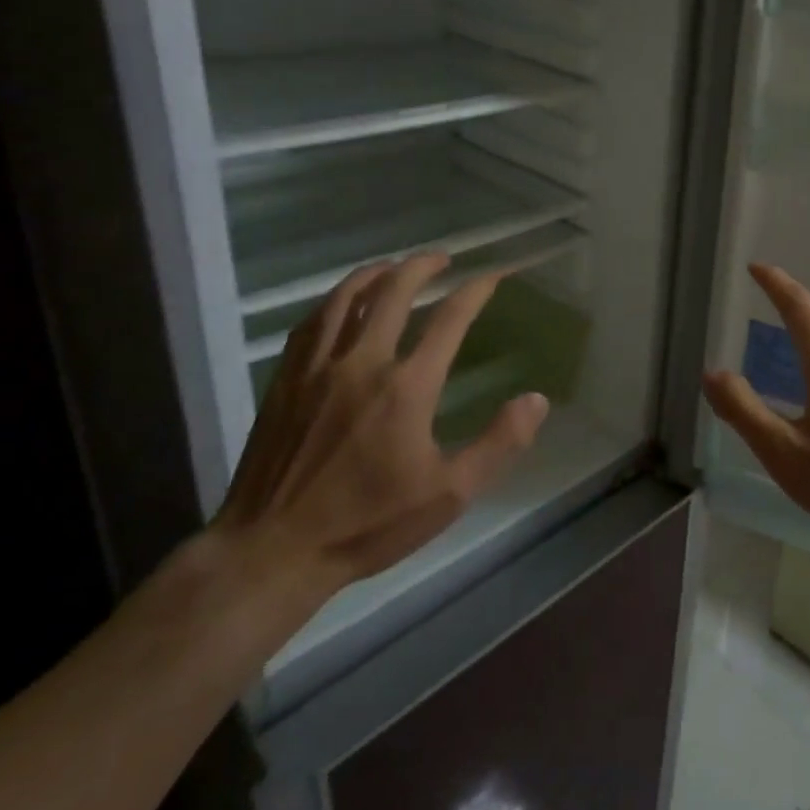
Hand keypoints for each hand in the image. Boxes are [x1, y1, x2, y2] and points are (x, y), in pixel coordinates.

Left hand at [213, 253, 547, 601]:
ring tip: (394, 266)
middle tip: (441, 258)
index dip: (476, 290)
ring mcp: (317, 368)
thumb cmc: (367, 525)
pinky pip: (312, 322)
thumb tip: (536, 400)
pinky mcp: (285, 380)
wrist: (273, 551)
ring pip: (347, 298)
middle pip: (394, 291)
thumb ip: (499, 444)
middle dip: (422, 266)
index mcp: (407, 387)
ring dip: (376, 273)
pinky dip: (334, 300)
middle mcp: (362, 363)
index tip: (493, 275)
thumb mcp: (449, 495)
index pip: (450, 319)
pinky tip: (341, 302)